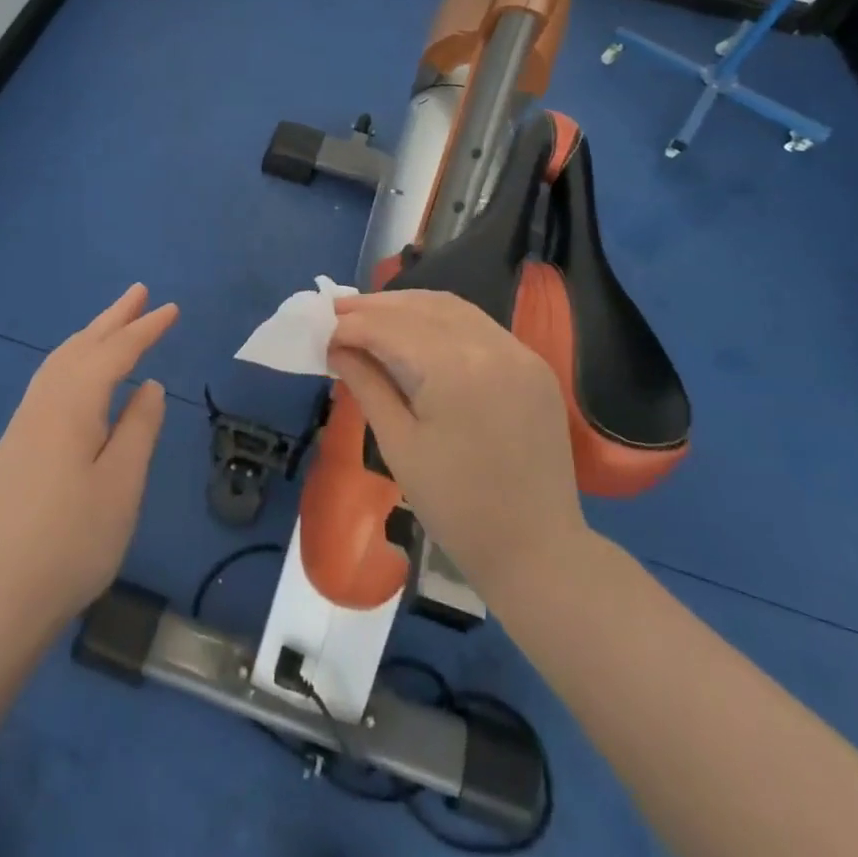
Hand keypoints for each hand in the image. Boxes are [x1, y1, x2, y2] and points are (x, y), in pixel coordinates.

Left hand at [0, 285, 175, 635]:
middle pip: (80, 347)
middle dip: (112, 319)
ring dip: (89, 337)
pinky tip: (78, 376)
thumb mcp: (121, 485)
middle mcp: (42, 404)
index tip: (171, 308)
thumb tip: (148, 386)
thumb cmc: (71, 543)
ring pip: (58, 363)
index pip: (114, 353)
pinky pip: (47, 382)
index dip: (144, 329)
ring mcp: (21, 426)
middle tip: (139, 292)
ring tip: (113, 323)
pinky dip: (71, 361)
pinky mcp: (12, 449)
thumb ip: (138, 428)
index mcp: (71, 406)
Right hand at [328, 289, 587, 602]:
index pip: (390, 328)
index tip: (319, 330)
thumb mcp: (399, 445)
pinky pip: (478, 324)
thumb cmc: (456, 507)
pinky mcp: (532, 364)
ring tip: (370, 315)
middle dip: (374, 307)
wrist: (538, 551)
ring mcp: (519, 351)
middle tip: (336, 311)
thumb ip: (366, 384)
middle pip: (420, 307)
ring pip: (451, 307)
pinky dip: (441, 319)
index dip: (350, 325)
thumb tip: (334, 346)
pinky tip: (416, 329)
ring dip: (407, 306)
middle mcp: (490, 346)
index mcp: (455, 369)